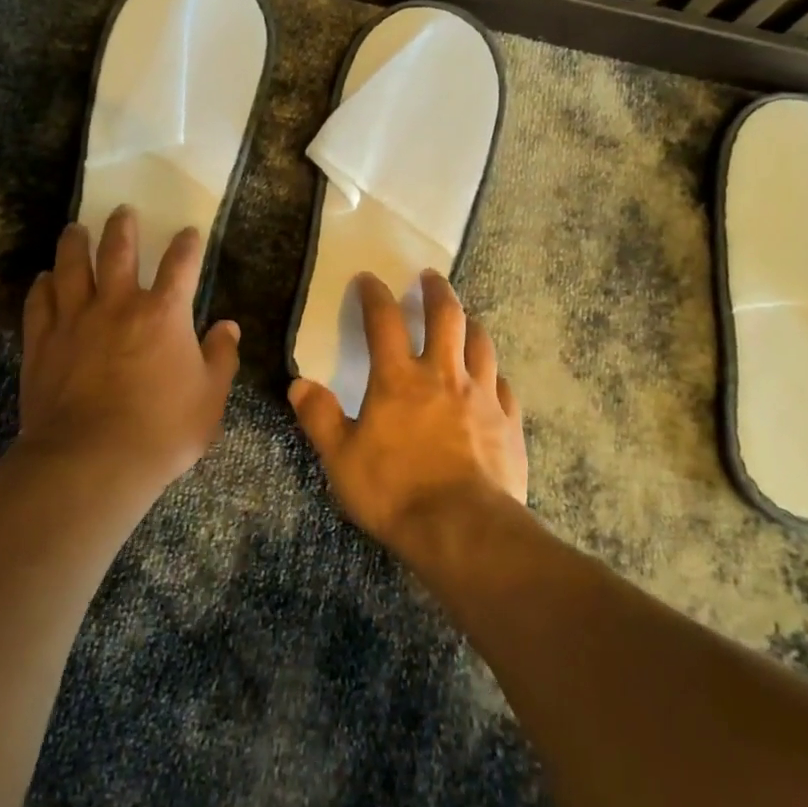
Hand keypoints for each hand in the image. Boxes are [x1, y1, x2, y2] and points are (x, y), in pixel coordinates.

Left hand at [19, 206, 241, 489]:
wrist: (91, 461)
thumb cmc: (162, 431)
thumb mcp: (210, 399)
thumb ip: (221, 358)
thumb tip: (228, 327)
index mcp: (164, 313)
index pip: (180, 265)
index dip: (186, 245)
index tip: (188, 232)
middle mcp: (118, 304)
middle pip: (118, 251)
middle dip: (123, 227)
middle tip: (123, 211)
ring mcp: (75, 320)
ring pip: (72, 267)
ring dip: (75, 243)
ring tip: (75, 228)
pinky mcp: (42, 342)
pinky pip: (39, 303)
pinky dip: (42, 286)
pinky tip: (44, 278)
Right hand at [289, 270, 527, 561]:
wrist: (464, 530)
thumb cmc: (395, 492)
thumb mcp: (341, 459)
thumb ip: (320, 418)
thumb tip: (299, 385)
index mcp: (398, 379)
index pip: (383, 321)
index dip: (374, 295)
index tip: (368, 278)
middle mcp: (443, 375)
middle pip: (445, 316)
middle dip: (436, 290)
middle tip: (431, 276)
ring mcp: (482, 395)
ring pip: (481, 343)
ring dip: (470, 324)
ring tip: (465, 318)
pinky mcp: (508, 421)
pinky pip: (503, 385)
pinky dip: (494, 374)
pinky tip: (492, 379)